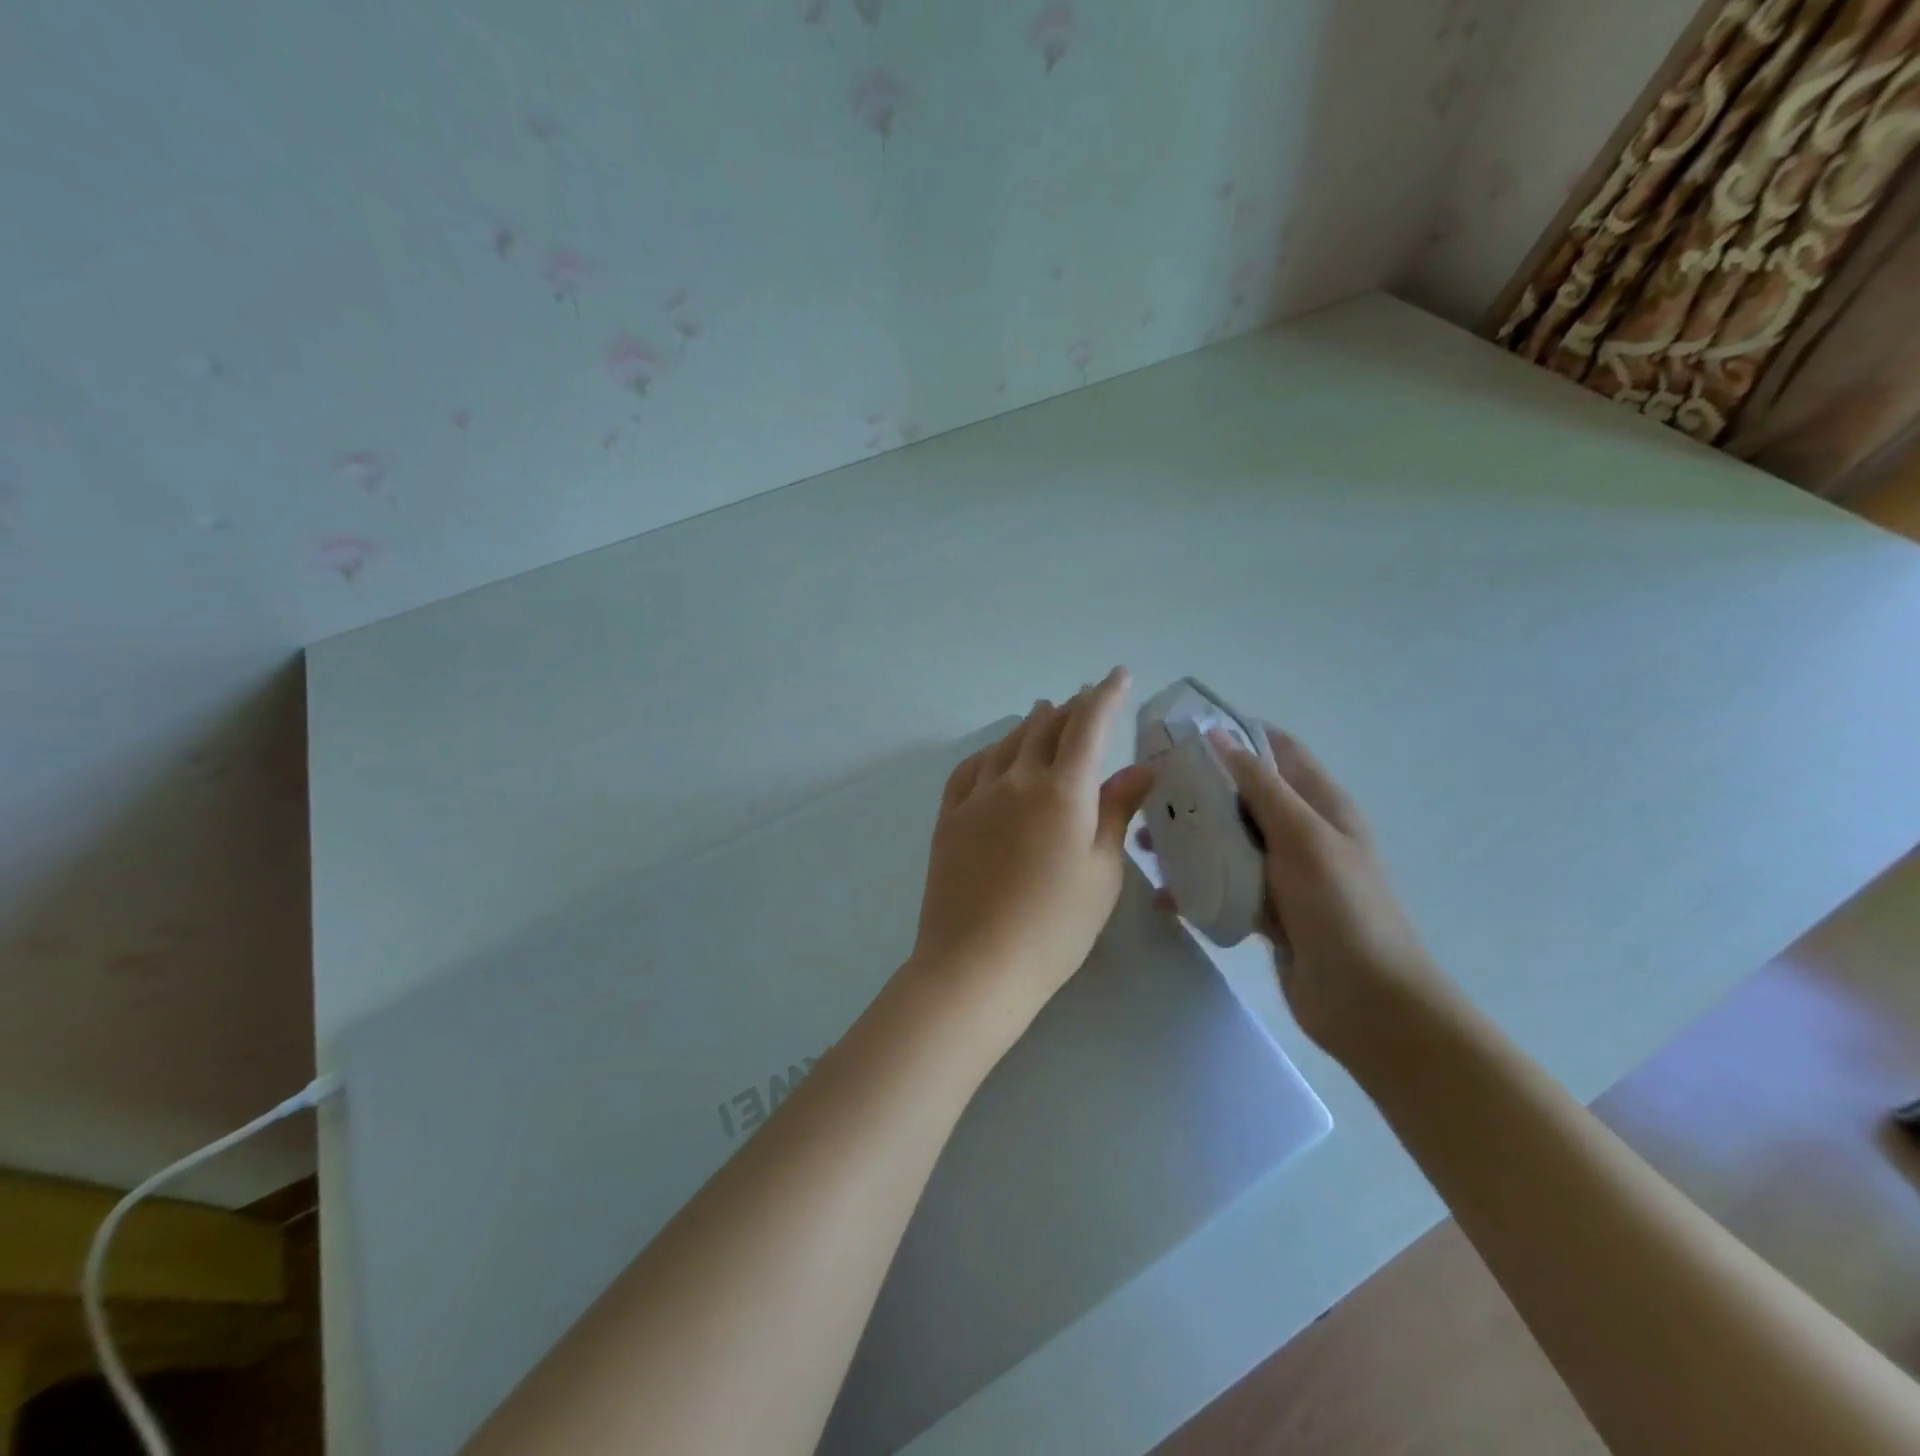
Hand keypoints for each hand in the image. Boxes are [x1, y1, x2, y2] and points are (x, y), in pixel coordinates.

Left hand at [910, 667, 1155, 1027]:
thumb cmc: (1055, 926)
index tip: (1118, 675)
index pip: (1089, 726)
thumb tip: (1141, 768)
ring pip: (1008, 743)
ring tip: (1044, 711)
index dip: (1106, 695)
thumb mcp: (1102, 872)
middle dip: (1071, 707)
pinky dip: (990, 752)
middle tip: (1085, 696)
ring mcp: (977, 796)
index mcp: (1063, 792)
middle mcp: (1018, 780)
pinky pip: (970, 769)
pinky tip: (995, 754)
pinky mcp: (949, 817)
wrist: (977, 963)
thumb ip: (1117, 812)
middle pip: (1046, 728)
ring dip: (1031, 723)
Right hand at [1154, 725, 1460, 1072]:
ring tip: (1144, 844)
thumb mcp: (1303, 837)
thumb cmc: (1342, 909)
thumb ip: (1260, 787)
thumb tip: (1217, 735)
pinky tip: (1163, 896)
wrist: (1368, 1003)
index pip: (1275, 750)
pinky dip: (1196, 886)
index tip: (1180, 734)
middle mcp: (1301, 832)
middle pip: (1242, 796)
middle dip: (1196, 790)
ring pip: (1227, 841)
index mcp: (1320, 804)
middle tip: (1147, 792)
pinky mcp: (1266, 910)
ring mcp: (1283, 874)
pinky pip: (1224, 886)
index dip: (1233, 734)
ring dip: (1189, 840)